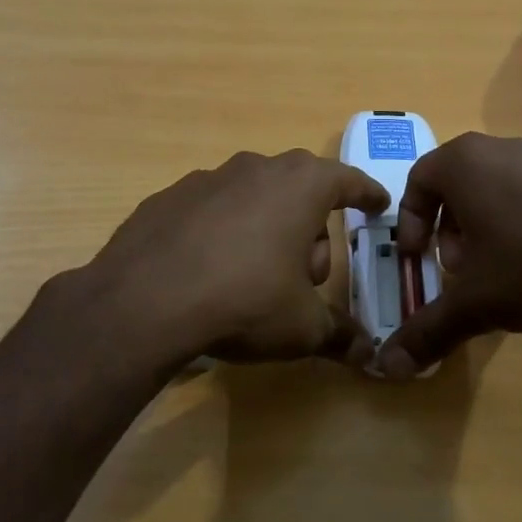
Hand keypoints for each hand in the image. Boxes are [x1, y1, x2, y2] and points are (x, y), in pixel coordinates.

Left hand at [80, 149, 389, 369]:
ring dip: (264, 227)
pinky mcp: (168, 196)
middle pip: (298, 190)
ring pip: (253, 197)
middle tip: (304, 273)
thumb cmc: (245, 302)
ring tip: (253, 275)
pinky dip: (220, 231)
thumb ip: (339, 334)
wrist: (145, 301)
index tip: (376, 205)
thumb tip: (368, 352)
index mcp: (301, 186)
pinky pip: (211, 210)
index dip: (367, 195)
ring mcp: (207, 178)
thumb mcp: (302, 327)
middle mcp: (256, 169)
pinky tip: (208, 270)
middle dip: (309, 227)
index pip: (348, 181)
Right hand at [375, 133, 521, 379]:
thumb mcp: (474, 303)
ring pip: (497, 189)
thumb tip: (387, 368)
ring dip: (486, 229)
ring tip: (501, 273)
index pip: (417, 181)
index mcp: (464, 163)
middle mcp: (501, 148)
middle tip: (460, 270)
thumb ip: (427, 331)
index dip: (411, 223)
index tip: (421, 259)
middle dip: (450, 231)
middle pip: (457, 186)